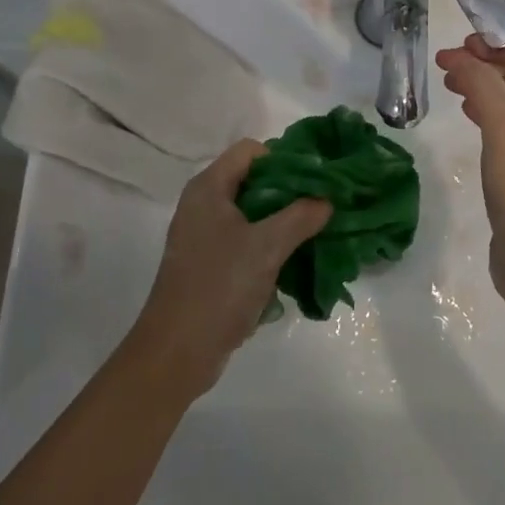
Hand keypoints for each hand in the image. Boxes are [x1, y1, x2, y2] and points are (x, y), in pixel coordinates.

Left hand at [124, 140, 331, 398]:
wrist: (177, 353)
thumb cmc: (219, 287)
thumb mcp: (267, 247)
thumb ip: (301, 216)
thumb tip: (327, 200)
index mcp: (209, 188)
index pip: (251, 151)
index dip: (284, 159)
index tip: (315, 182)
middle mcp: (203, 204)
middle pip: (254, 180)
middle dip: (290, 192)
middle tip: (323, 207)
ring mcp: (205, 236)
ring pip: (253, 213)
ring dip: (283, 221)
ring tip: (315, 234)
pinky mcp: (210, 264)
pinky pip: (246, 241)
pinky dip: (269, 245)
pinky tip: (292, 262)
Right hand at [434, 35, 504, 311]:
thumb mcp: (504, 128)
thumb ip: (482, 84)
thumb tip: (459, 56)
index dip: (499, 42)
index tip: (460, 46)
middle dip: (486, 62)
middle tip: (445, 63)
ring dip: (484, 85)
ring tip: (448, 83)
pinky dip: (487, 111)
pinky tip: (465, 112)